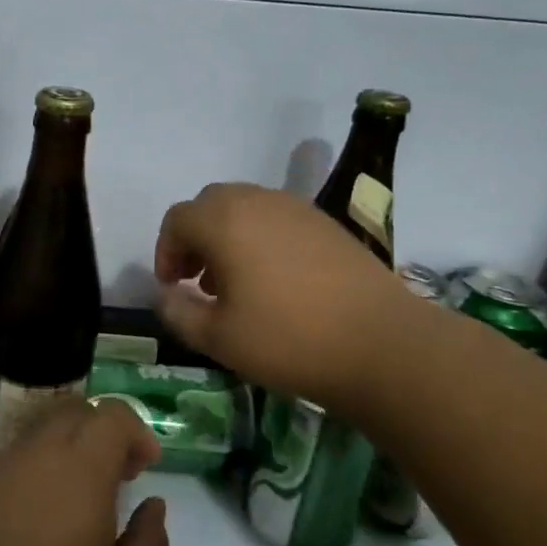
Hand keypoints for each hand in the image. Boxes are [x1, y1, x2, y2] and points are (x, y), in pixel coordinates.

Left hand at [0, 398, 168, 545]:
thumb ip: (149, 540)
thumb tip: (152, 504)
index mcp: (81, 468)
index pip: (113, 415)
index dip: (136, 431)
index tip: (146, 467)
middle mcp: (40, 453)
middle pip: (76, 411)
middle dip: (104, 431)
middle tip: (118, 475)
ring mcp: (2, 466)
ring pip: (44, 431)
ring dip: (70, 447)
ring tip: (79, 498)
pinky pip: (17, 456)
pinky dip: (40, 467)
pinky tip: (41, 515)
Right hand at [153, 182, 410, 407]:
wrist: (382, 344)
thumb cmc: (288, 339)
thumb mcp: (217, 337)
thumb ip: (177, 312)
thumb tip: (164, 295)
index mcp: (224, 221)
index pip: (177, 219)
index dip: (165, 251)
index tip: (172, 286)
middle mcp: (257, 201)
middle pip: (209, 205)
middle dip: (195, 239)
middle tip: (198, 281)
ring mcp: (297, 209)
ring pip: (245, 209)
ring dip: (228, 237)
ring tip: (235, 284)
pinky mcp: (326, 223)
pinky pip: (277, 219)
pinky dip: (261, 239)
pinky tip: (275, 281)